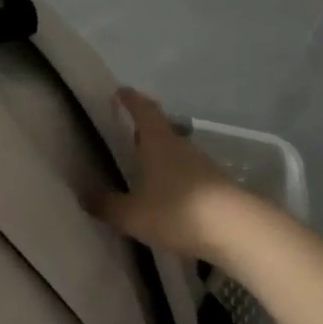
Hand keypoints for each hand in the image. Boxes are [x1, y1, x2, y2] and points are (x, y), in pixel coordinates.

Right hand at [91, 88, 251, 261]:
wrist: (239, 231)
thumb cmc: (178, 212)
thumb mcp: (133, 214)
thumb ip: (107, 204)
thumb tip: (84, 194)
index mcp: (158, 142)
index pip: (143, 110)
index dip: (131, 100)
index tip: (120, 93)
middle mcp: (181, 147)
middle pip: (160, 130)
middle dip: (143, 131)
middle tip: (125, 136)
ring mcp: (203, 166)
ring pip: (175, 153)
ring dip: (160, 157)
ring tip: (142, 171)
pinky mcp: (217, 187)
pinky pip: (188, 176)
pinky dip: (174, 179)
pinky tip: (166, 197)